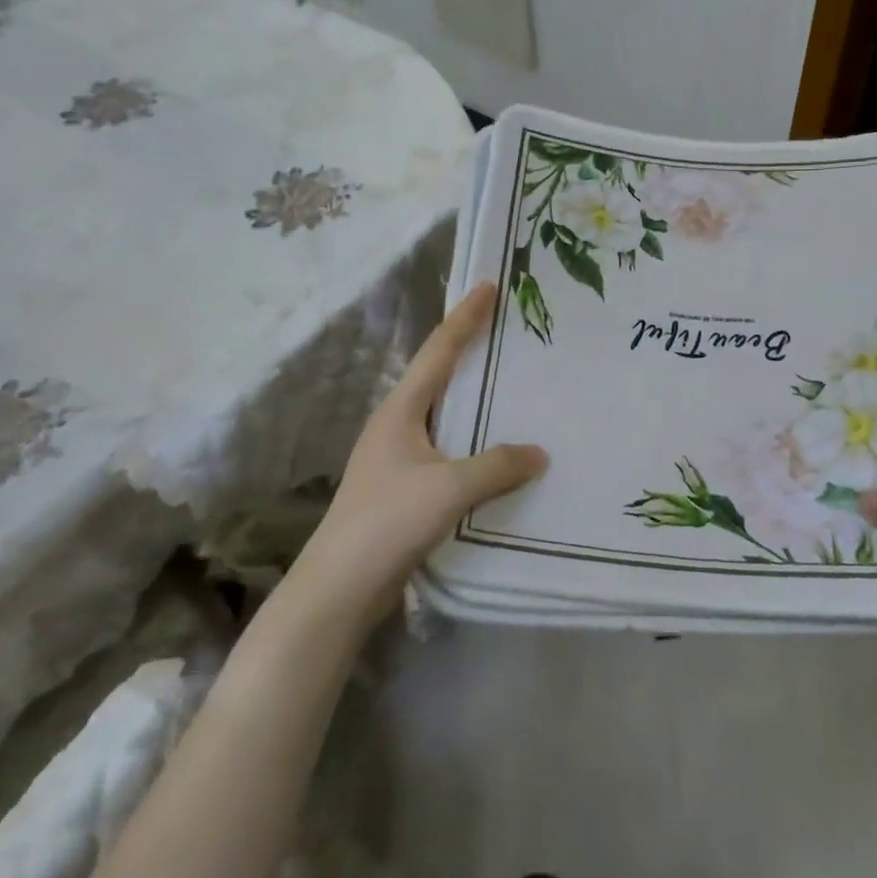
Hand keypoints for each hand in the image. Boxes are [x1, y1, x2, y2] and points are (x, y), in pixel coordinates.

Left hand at [290, 284, 546, 628]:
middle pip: (438, 374)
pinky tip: (495, 450)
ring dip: (473, 396)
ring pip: (444, 413)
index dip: (465, 317)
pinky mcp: (404, 488)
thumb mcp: (448, 489)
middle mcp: (397, 425)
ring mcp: (397, 458)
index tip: (489, 286)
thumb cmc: (386, 524)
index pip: (438, 350)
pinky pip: (447, 449)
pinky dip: (472, 438)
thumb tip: (539, 453)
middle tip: (507, 330)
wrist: (337, 591)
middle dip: (470, 349)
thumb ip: (496, 466)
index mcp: (401, 411)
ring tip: (510, 384)